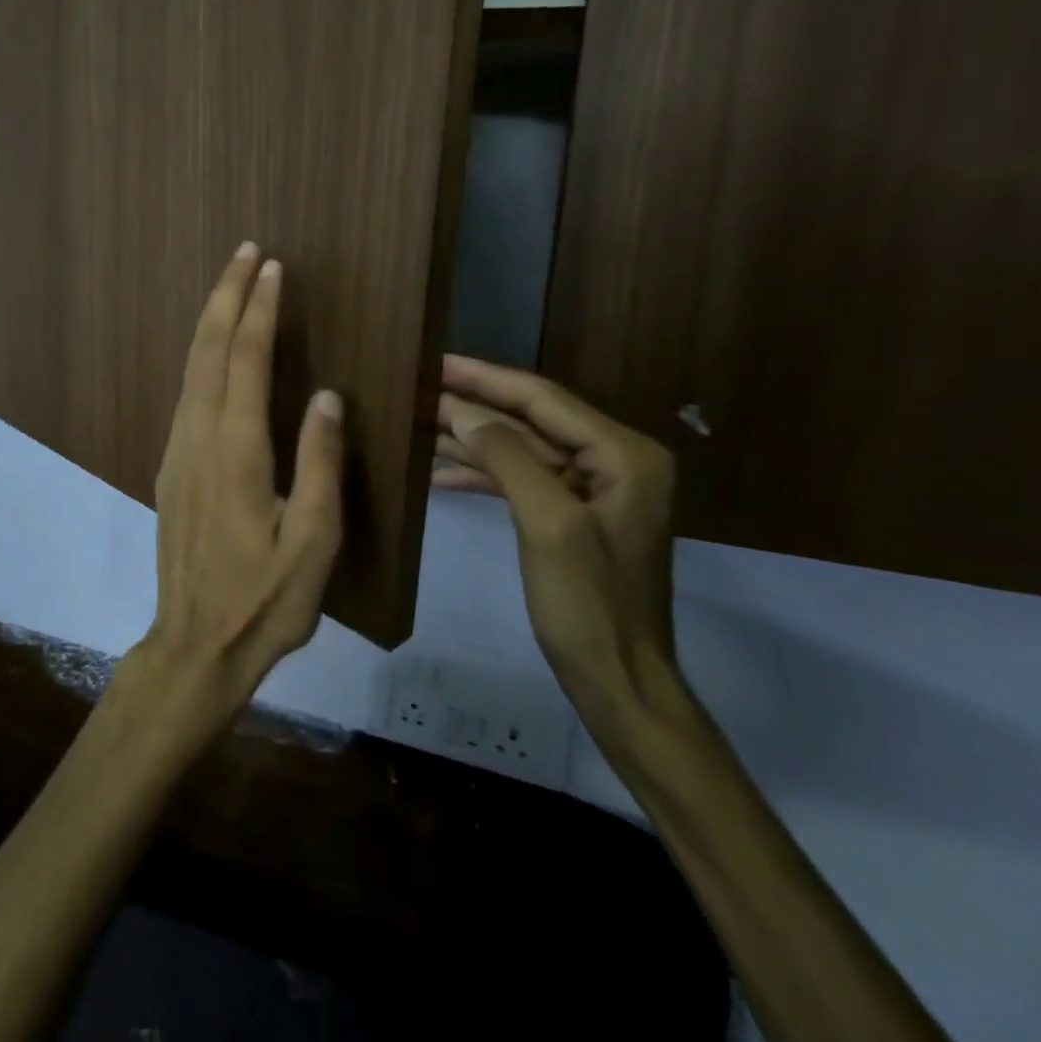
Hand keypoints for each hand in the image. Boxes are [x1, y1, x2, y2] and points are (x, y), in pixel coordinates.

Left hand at [129, 242, 344, 744]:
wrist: (194, 646)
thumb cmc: (264, 602)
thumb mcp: (313, 543)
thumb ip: (319, 464)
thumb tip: (325, 395)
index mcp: (235, 453)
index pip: (244, 361)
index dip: (258, 310)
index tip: (271, 267)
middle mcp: (196, 440)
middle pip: (206, 351)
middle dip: (225, 296)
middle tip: (244, 252)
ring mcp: (176, 453)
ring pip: (189, 370)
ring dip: (210, 321)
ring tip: (232, 285)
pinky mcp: (170, 469)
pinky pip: (185, 394)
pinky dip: (201, 356)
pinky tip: (215, 350)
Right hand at [432, 355, 678, 723]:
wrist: (618, 682)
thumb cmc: (589, 604)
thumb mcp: (548, 524)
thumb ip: (509, 459)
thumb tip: (464, 413)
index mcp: (623, 455)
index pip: (543, 399)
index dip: (485, 378)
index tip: (436, 360)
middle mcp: (613, 461)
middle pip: (530, 419)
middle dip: (472, 406)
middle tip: (417, 387)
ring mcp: (591, 490)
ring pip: (520, 448)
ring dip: (470, 438)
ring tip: (417, 422)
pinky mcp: (570, 515)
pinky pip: (520, 480)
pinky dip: (480, 475)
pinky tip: (437, 473)